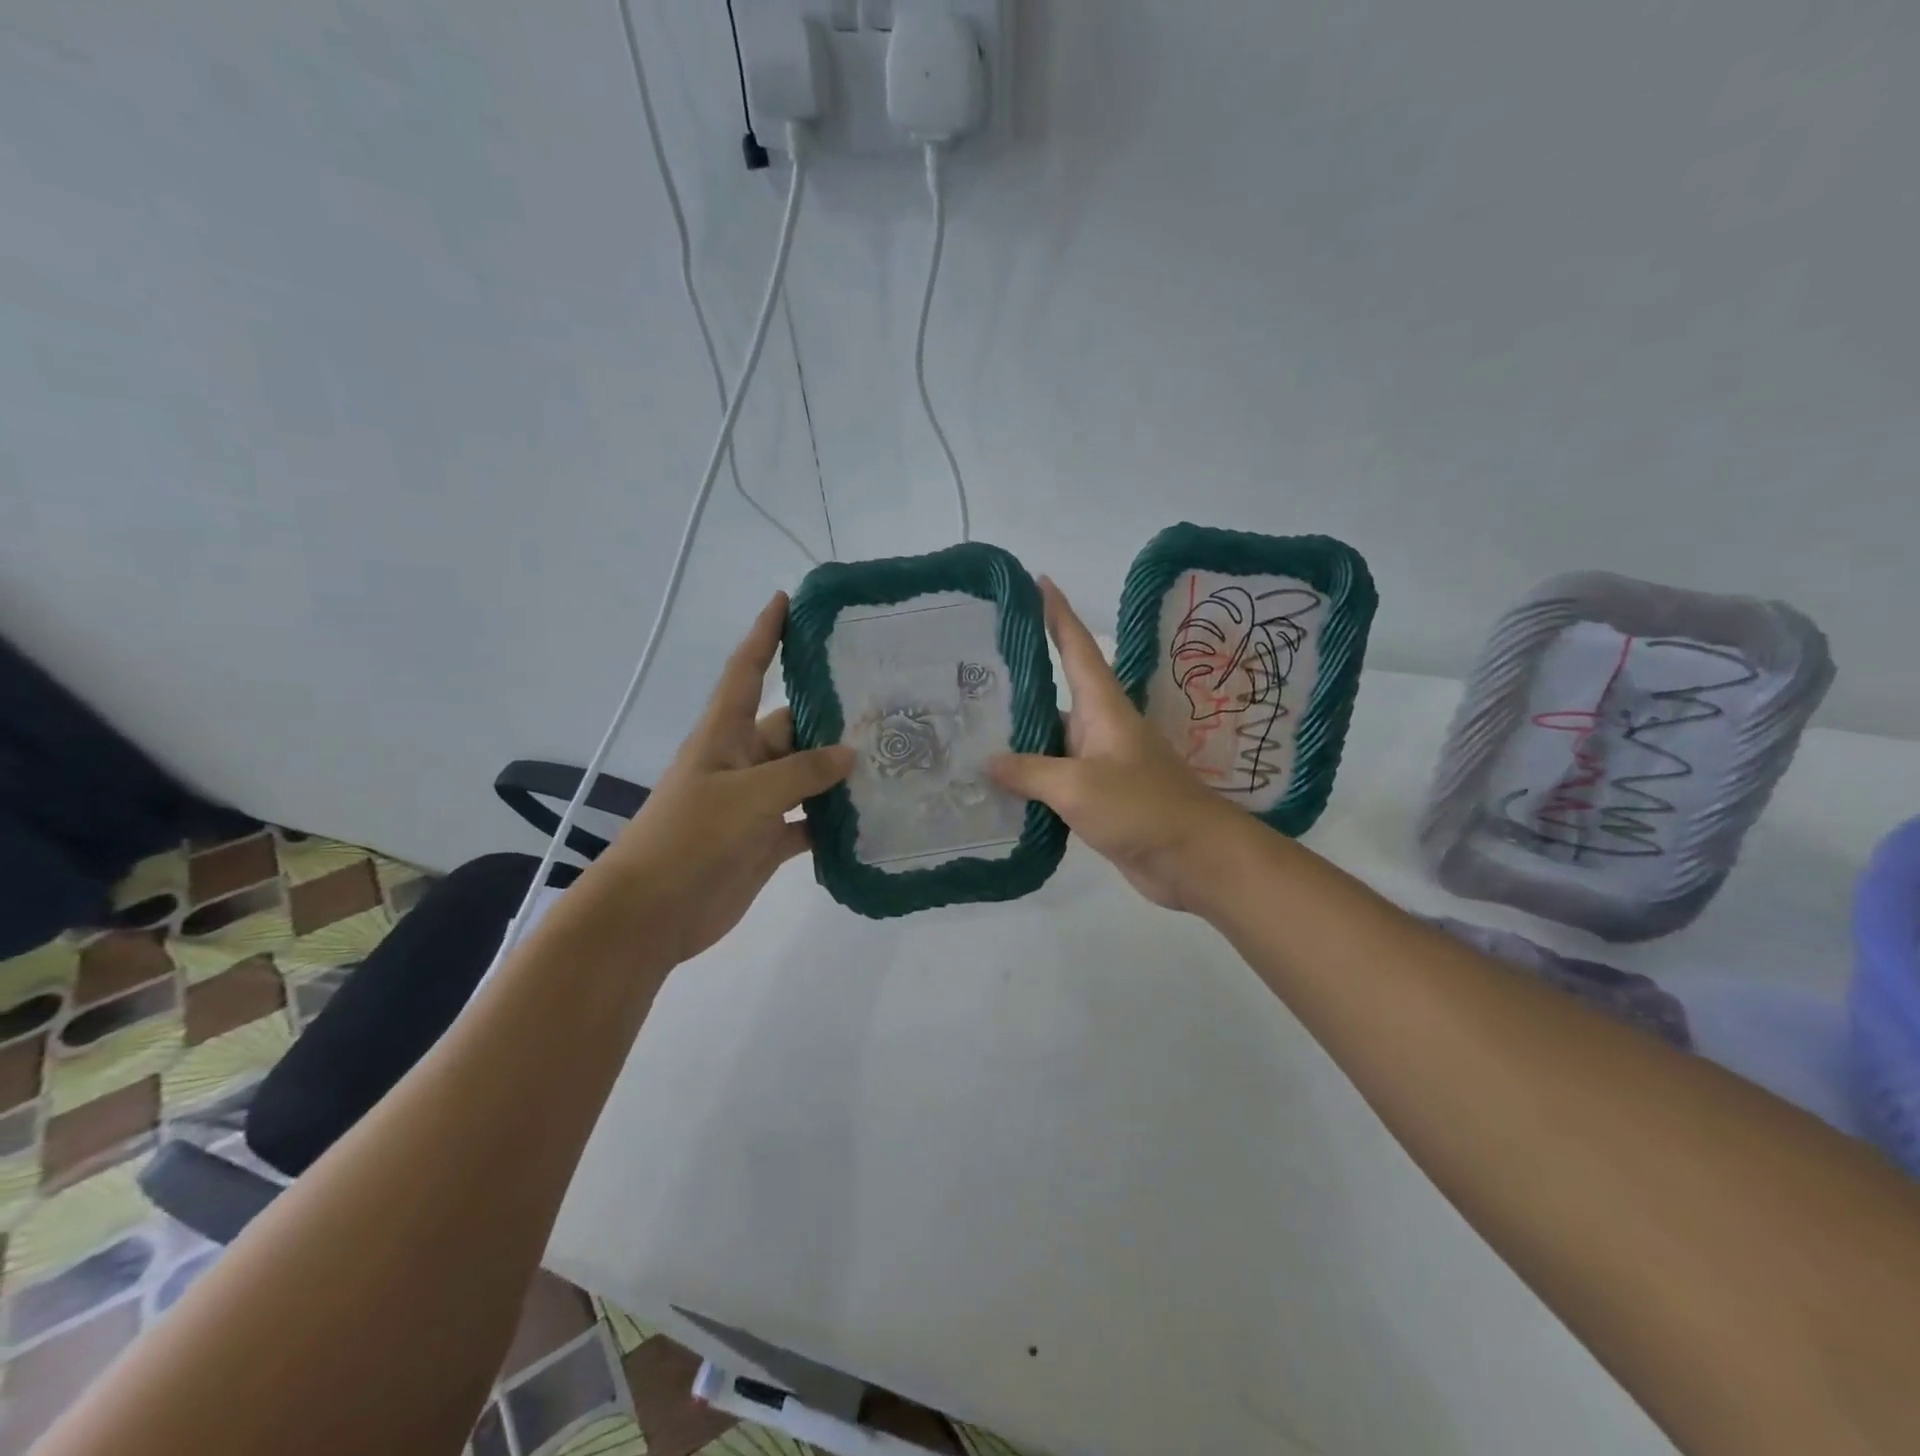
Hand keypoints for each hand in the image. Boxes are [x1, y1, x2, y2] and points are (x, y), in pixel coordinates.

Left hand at [586, 593, 853, 963]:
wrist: (653, 913)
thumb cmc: (690, 837)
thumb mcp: (748, 795)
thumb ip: (802, 772)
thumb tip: (851, 753)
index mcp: (724, 735)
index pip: (747, 671)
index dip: (765, 634)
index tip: (787, 600)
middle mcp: (742, 762)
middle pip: (791, 726)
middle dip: (830, 714)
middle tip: (884, 701)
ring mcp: (755, 803)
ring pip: (806, 776)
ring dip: (839, 771)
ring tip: (891, 755)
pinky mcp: (766, 840)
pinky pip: (809, 822)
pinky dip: (834, 821)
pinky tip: (871, 816)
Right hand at [989, 578, 1245, 912]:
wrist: (1194, 858)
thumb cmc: (1143, 807)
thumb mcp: (1079, 786)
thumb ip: (1030, 771)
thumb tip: (988, 761)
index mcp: (1102, 707)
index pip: (1076, 647)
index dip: (1056, 613)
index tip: (1036, 581)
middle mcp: (1100, 727)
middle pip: (1055, 692)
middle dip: (1019, 678)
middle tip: (969, 670)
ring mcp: (1100, 762)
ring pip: (1051, 738)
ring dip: (1018, 734)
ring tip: (970, 728)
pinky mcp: (1098, 796)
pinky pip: (1055, 776)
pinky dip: (1028, 776)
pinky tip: (997, 783)